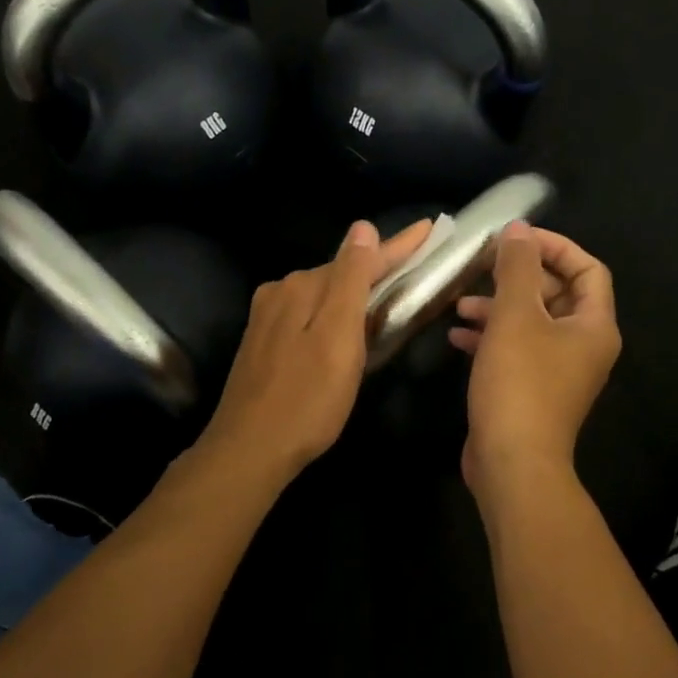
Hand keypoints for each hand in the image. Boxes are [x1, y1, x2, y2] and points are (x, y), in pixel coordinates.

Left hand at [197, 218, 433, 483]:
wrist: (249, 450)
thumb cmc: (307, 399)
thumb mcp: (338, 339)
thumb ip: (351, 281)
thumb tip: (362, 228)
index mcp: (303, 286)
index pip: (360, 258)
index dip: (398, 245)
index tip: (429, 228)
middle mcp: (282, 291)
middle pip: (340, 273)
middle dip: (377, 266)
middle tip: (415, 262)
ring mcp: (268, 316)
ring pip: (323, 294)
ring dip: (354, 289)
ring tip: (388, 289)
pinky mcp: (263, 341)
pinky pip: (308, 313)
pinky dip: (333, 311)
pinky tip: (344, 323)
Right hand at [451, 223, 620, 498]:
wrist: (511, 462)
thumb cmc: (519, 383)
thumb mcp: (515, 316)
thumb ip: (517, 267)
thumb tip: (519, 228)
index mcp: (593, 325)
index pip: (587, 269)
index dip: (554, 246)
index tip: (515, 238)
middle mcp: (582, 345)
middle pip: (555, 294)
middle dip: (517, 277)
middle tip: (481, 266)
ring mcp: (557, 370)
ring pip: (530, 322)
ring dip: (497, 306)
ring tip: (460, 304)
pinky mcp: (531, 389)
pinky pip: (514, 349)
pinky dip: (489, 337)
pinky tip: (456, 336)